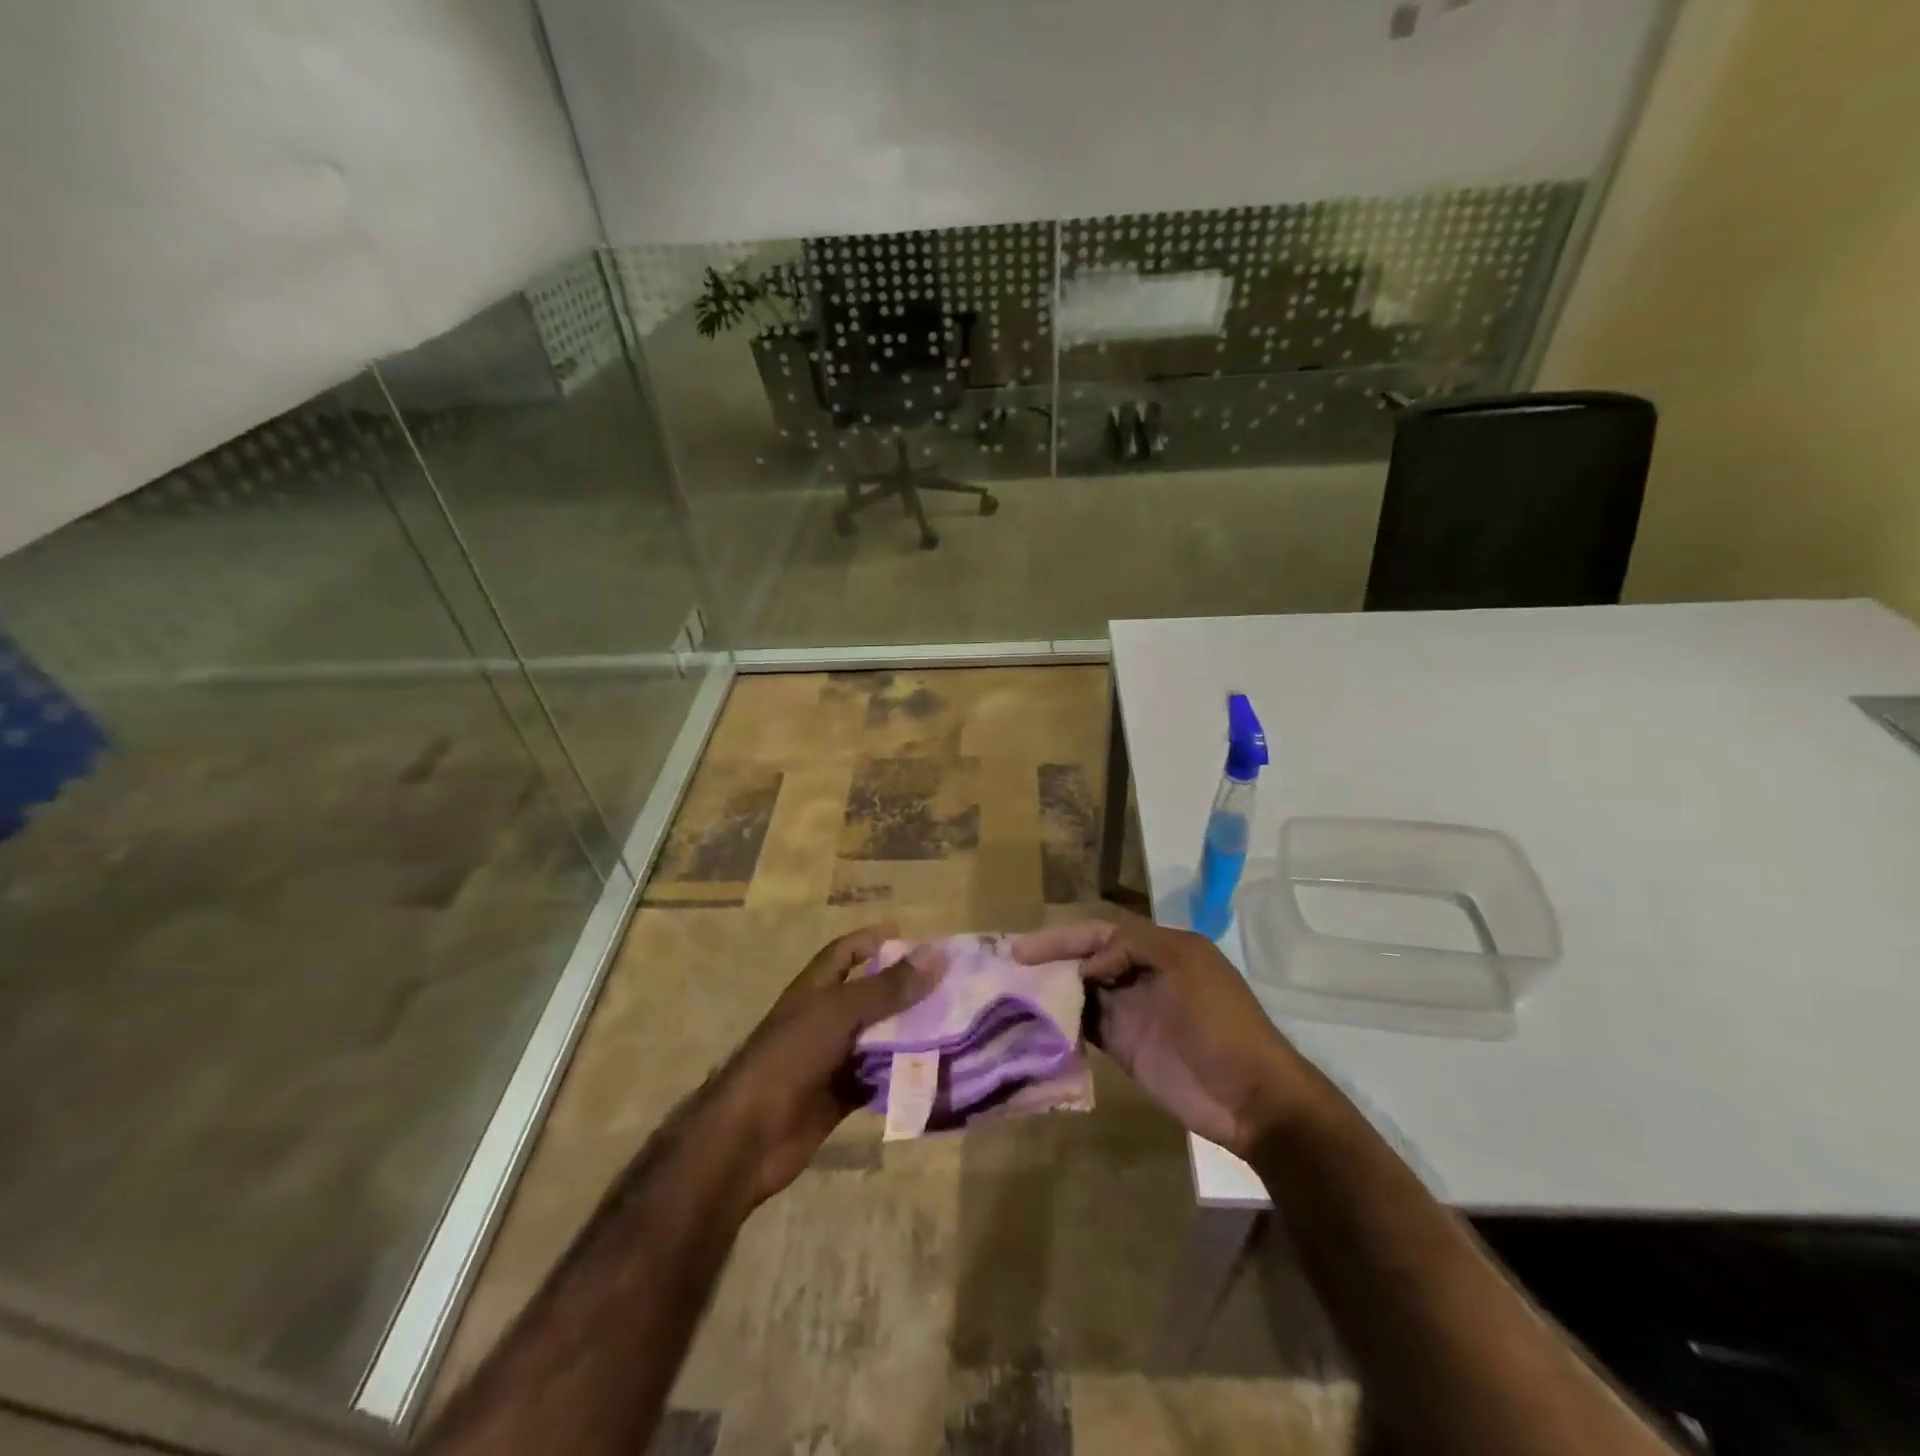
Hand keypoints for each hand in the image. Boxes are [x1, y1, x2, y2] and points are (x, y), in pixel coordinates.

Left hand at [712, 924, 938, 1204]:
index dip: (873, 941)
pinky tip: (934, 1073)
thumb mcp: (840, 1012)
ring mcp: (830, 1060)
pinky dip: (901, 1077)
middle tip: (949, 986)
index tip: (910, 936)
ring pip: (877, 1040)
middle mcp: (823, 1020)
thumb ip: (888, 987)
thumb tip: (935, 954)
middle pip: (869, 997)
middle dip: (904, 991)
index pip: (845, 953)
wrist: (748, 1136)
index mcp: (814, 990)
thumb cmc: (790, 1057)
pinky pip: (877, 1080)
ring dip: (908, 1036)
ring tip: (954, 1028)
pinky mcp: (839, 1098)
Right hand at [1013, 915, 1310, 1157]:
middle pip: (1087, 959)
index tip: (1025, 951)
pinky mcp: (1125, 1047)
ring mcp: (1132, 1012)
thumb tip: (1085, 967)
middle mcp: (1141, 974)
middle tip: (1009, 970)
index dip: (1063, 938)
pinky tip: (1037, 1024)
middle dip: (1051, 961)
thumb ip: (1132, 948)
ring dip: (1052, 991)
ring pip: (1082, 992)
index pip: (1101, 932)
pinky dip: (1063, 1023)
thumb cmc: (1219, 1022)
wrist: (1251, 1097)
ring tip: (1012, 995)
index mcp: (1159, 948)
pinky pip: (1087, 1027)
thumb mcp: (1184, 965)